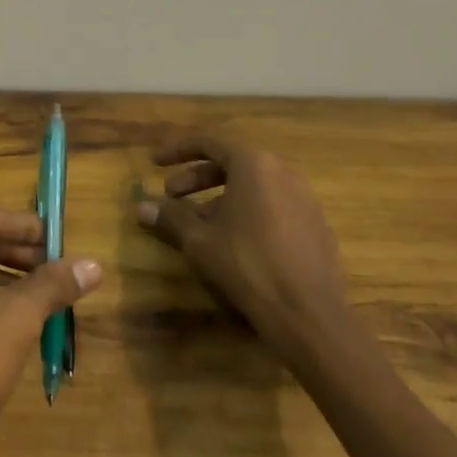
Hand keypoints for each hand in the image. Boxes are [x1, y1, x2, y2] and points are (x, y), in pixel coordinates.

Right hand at [136, 133, 353, 370]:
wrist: (308, 314)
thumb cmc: (247, 264)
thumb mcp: (199, 240)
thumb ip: (170, 217)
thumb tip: (140, 207)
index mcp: (254, 165)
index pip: (209, 142)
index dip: (177, 150)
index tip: (155, 163)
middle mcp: (283, 173)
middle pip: (232, 163)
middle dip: (197, 177)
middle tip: (172, 196)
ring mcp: (305, 199)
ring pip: (253, 186)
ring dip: (220, 197)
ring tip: (199, 223)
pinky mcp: (316, 226)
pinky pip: (273, 206)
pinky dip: (247, 212)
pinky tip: (234, 242)